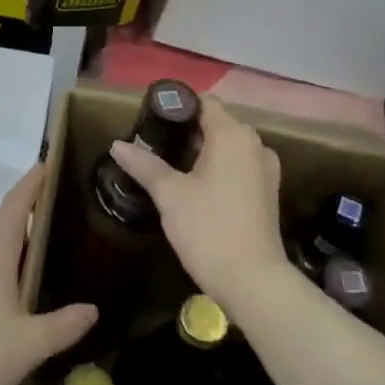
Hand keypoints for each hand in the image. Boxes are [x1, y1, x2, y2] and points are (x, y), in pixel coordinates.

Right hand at [107, 97, 287, 311]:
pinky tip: (194, 186)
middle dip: (185, 130)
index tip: (148, 119)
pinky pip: (238, 165)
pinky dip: (217, 167)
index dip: (175, 106)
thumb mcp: (170, 195)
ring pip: (227, 146)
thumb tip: (117, 145)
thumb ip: (144, 164)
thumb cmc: (209, 229)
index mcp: (233, 134)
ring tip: (168, 165)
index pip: (202, 102)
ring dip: (201, 150)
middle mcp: (255, 143)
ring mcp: (265, 168)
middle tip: (152, 144)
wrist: (254, 282)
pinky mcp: (267, 191)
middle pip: (216, 123)